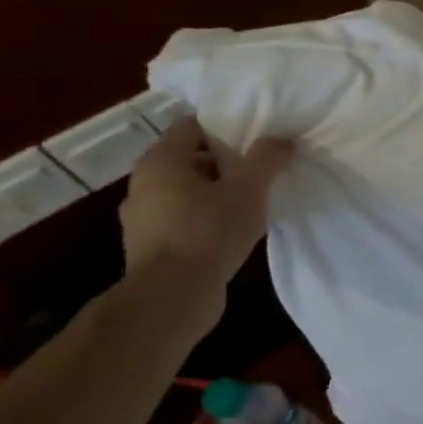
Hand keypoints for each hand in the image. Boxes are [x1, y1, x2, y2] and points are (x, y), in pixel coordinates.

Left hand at [119, 119, 294, 287]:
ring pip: (186, 189)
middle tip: (260, 165)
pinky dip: (205, 216)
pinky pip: (182, 217)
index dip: (226, 125)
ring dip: (215, 190)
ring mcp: (142, 217)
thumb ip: (266, 158)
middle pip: (189, 157)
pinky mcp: (150, 245)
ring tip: (251, 198)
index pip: (192, 125)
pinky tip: (232, 227)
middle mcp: (143, 184)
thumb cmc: (208, 231)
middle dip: (225, 159)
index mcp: (160, 161)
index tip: (256, 134)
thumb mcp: (249, 189)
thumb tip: (281, 139)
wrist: (172, 298)